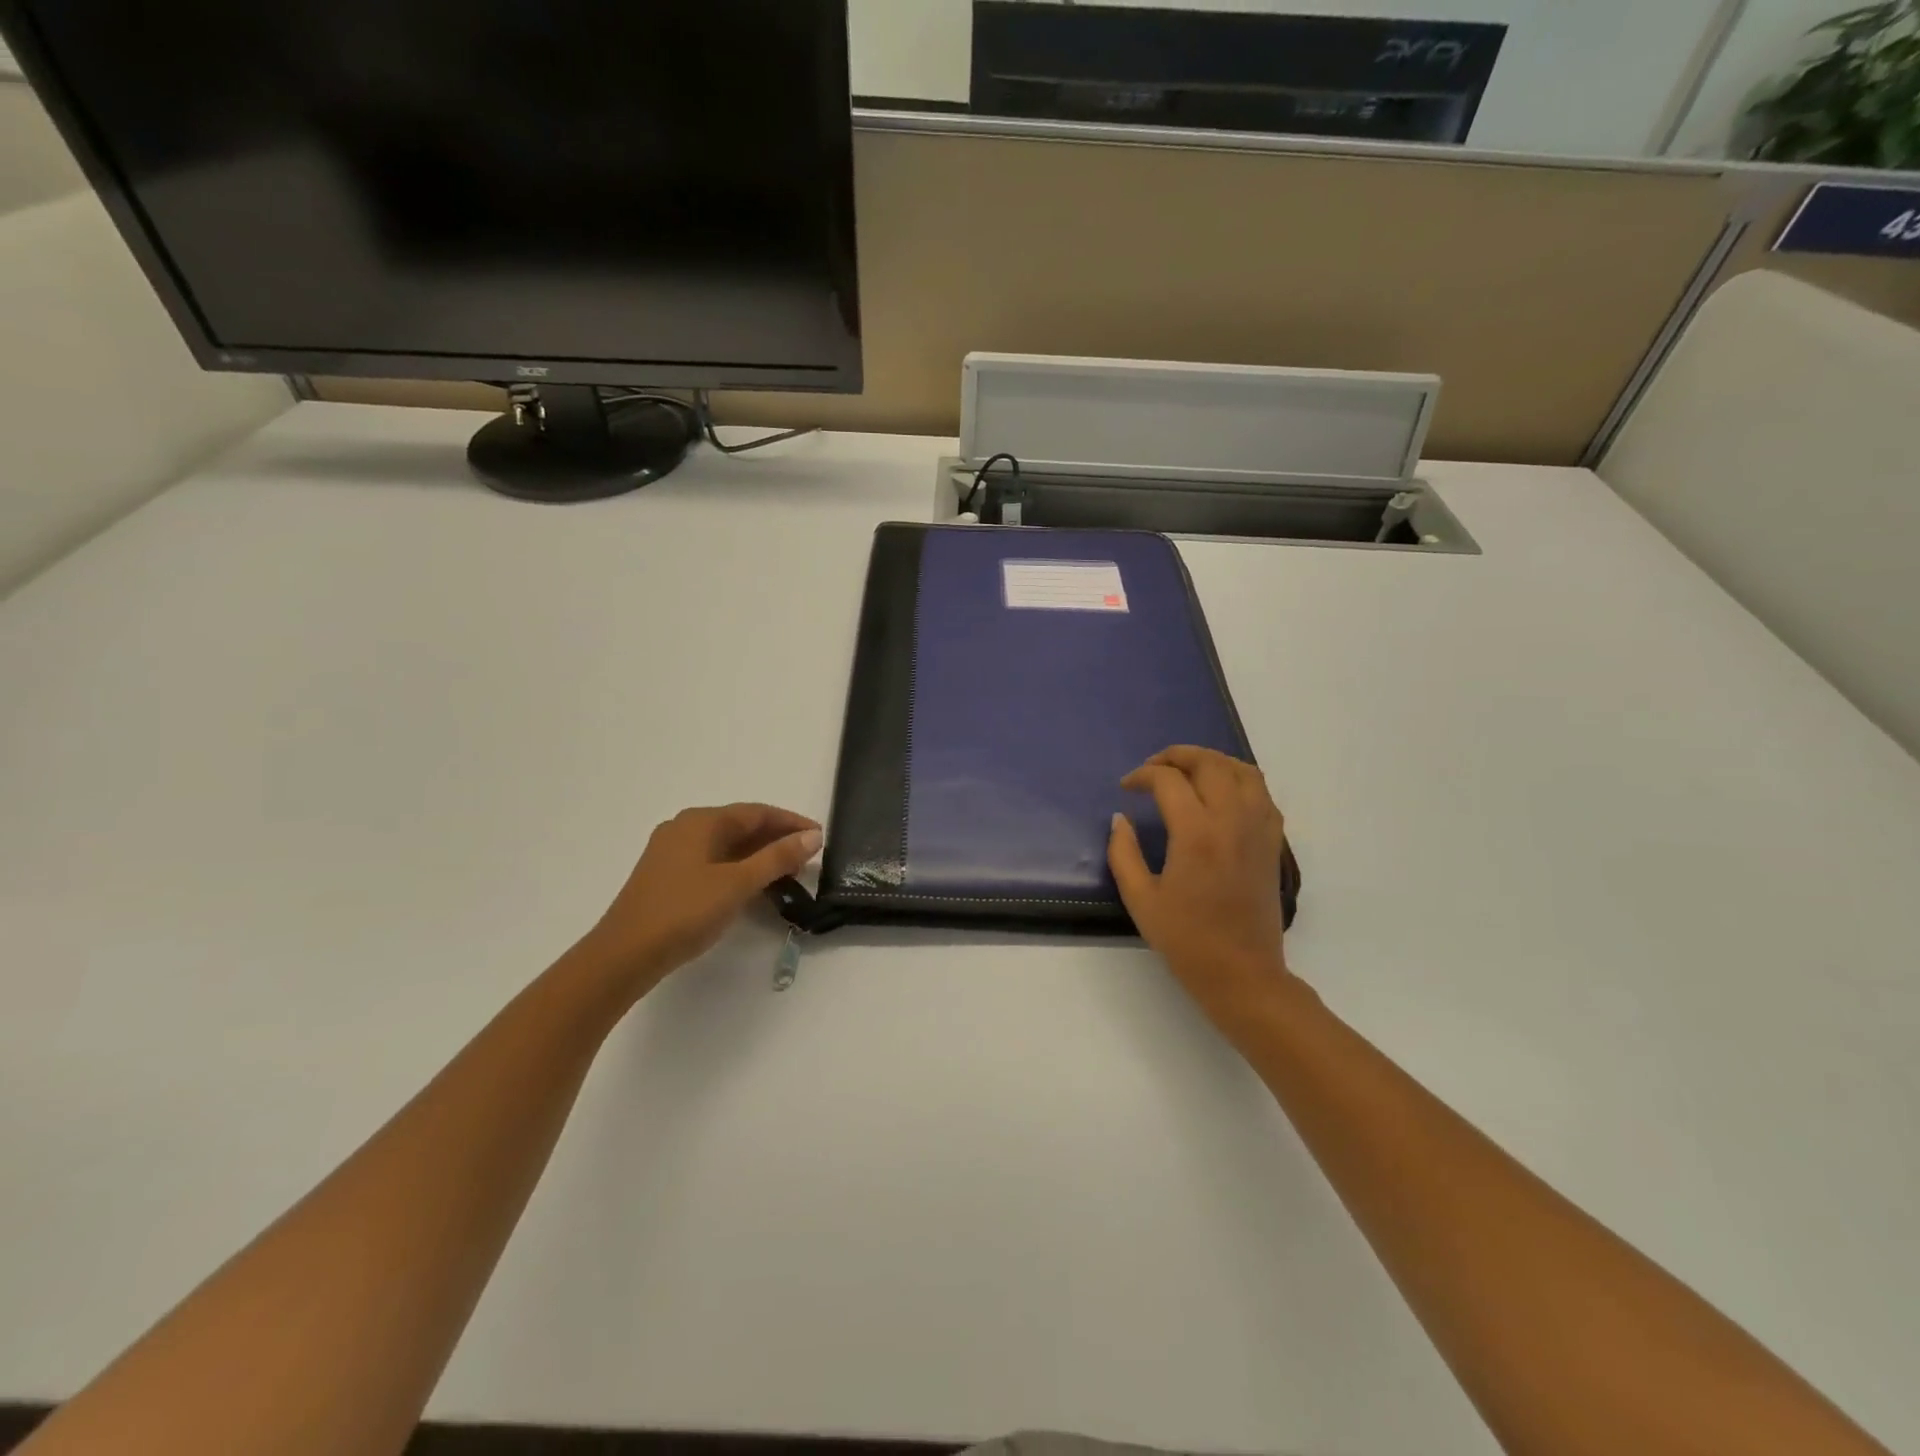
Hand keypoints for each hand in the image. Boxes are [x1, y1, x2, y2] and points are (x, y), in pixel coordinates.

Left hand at [581, 803, 821, 997]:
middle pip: (741, 826)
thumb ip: (777, 857)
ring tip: (788, 874)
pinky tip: (753, 887)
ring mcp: (672, 853)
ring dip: (759, 856)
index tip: (819, 836)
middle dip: (776, 839)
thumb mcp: (738, 883)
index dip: (791, 822)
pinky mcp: (667, 877)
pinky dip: (739, 869)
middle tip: (808, 858)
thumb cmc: (684, 912)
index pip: (757, 812)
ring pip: (726, 846)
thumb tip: (813, 835)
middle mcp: (685, 828)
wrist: (624, 955)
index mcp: (701, 821)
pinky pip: (713, 862)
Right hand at [1108, 747, 1304, 1030]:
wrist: (1242, 973)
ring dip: (1211, 761)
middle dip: (1176, 756)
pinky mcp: (1272, 842)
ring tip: (1187, 771)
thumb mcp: (1140, 899)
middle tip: (1153, 768)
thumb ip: (1123, 853)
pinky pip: (1261, 793)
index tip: (1126, 787)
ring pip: (1242, 770)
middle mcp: (1231, 820)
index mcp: (1196, 834)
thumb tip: (1119, 819)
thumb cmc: (1186, 940)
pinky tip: (1220, 793)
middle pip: (1208, 764)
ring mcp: (1258, 829)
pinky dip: (1239, 779)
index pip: (1168, 781)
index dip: (1142, 776)